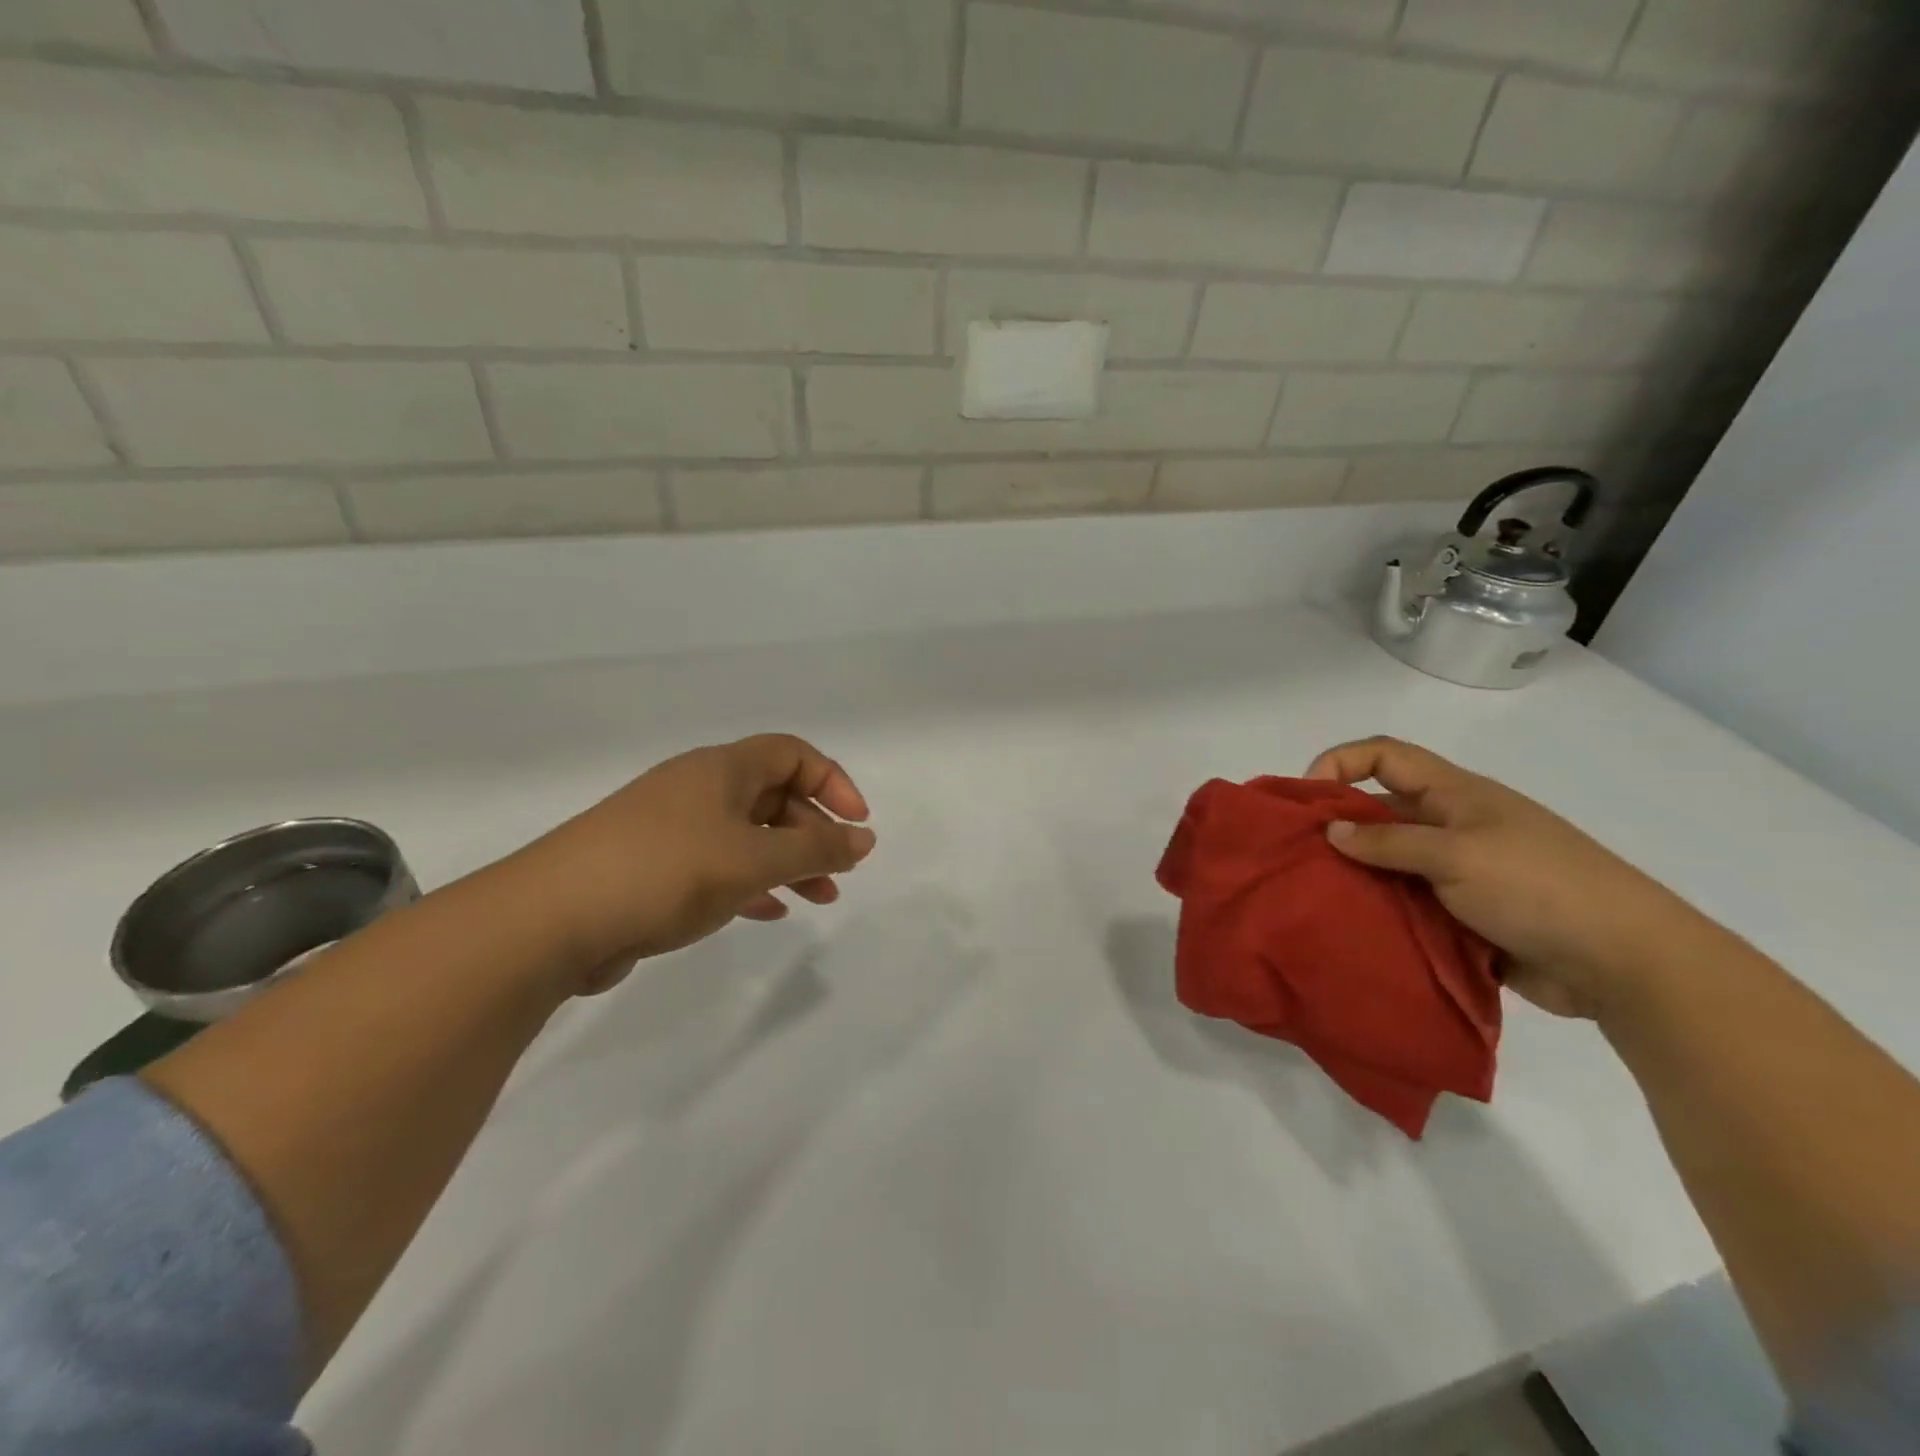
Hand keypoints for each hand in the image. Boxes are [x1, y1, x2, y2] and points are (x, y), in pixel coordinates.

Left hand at [507, 734, 875, 993]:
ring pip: (748, 834)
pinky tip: (768, 911)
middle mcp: (698, 789)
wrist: (551, 920)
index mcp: (722, 769)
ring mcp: (672, 828)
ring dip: (788, 861)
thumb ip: (816, 849)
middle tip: (840, 871)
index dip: (833, 783)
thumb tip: (865, 839)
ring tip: (820, 898)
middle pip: (774, 795)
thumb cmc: (666, 871)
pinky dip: (751, 882)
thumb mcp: (754, 859)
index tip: (857, 826)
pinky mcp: (653, 868)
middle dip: (814, 831)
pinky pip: (718, 864)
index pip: (793, 754)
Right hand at [1306, 737, 1692, 1019]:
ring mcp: (1459, 873)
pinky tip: (1351, 929)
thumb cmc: (1539, 887)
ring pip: (1389, 863)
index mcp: (1454, 795)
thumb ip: (1389, 842)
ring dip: (1355, 876)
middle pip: (1379, 811)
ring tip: (1314, 897)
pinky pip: (1407, 905)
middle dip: (1336, 827)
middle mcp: (1452, 826)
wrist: (1624, 962)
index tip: (1305, 798)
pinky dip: (1380, 913)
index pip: (1385, 756)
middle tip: (1295, 856)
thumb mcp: (1457, 854)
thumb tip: (1331, 832)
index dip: (1341, 762)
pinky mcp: (1463, 916)